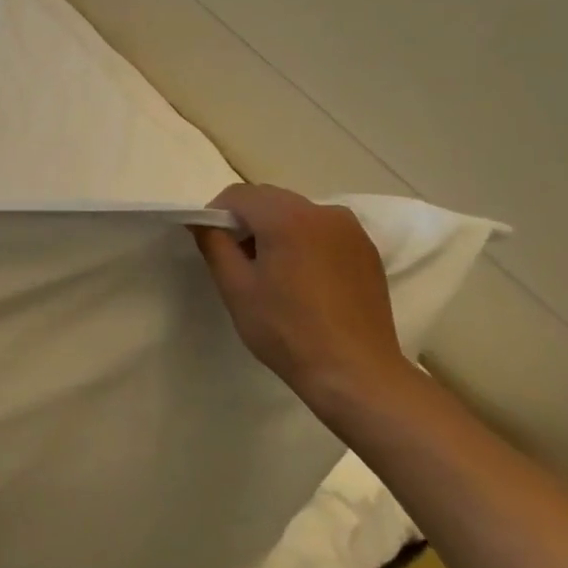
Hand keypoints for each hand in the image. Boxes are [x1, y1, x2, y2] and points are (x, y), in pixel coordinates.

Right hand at [193, 183, 407, 411]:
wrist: (355, 372)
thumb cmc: (286, 330)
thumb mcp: (236, 287)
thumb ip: (214, 244)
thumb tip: (201, 221)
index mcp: (287, 217)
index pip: (238, 195)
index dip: (216, 214)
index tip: (211, 244)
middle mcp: (323, 212)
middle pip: (269, 199)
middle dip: (246, 220)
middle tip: (237, 260)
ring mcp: (350, 230)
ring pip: (297, 213)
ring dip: (275, 229)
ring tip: (272, 272)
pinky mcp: (366, 250)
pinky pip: (322, 231)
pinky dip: (303, 241)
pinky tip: (302, 280)